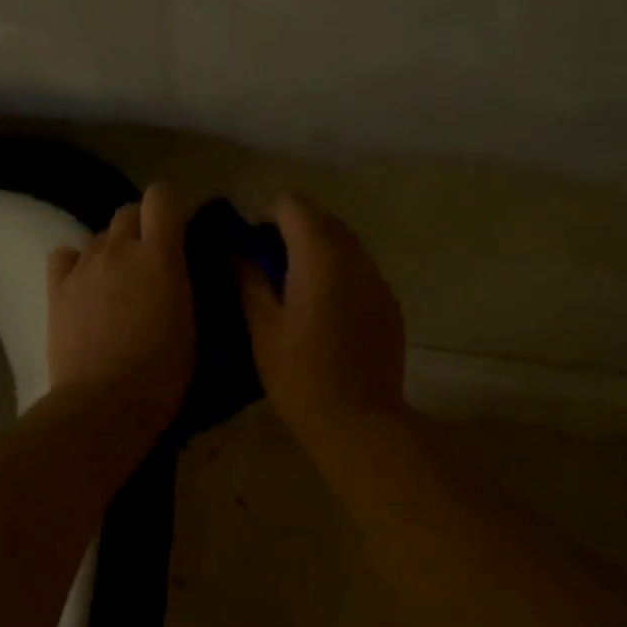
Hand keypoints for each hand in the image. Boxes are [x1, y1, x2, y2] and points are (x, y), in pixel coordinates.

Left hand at [47, 182, 195, 427]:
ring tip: (119, 281)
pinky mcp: (57, 288)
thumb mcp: (190, 320)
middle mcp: (119, 249)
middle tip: (152, 259)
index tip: (181, 226)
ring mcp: (84, 266)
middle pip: (128, 211)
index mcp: (159, 255)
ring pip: (99, 236)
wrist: (105, 402)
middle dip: (142, 225)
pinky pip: (65, 255)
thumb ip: (182, 280)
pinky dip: (77, 262)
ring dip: (113, 248)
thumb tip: (177, 265)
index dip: (172, 204)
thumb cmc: (162, 371)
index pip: (163, 196)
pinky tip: (85, 284)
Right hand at [236, 194, 407, 446]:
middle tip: (269, 267)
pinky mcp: (390, 302)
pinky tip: (325, 311)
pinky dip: (339, 273)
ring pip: (345, 242)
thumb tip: (236, 251)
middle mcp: (355, 257)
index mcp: (319, 256)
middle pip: (322, 219)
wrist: (358, 421)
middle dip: (293, 230)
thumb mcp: (262, 327)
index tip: (252, 246)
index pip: (294, 205)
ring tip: (296, 289)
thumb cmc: (300, 375)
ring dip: (318, 250)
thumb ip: (249, 279)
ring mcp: (378, 279)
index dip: (267, 216)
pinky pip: (361, 269)